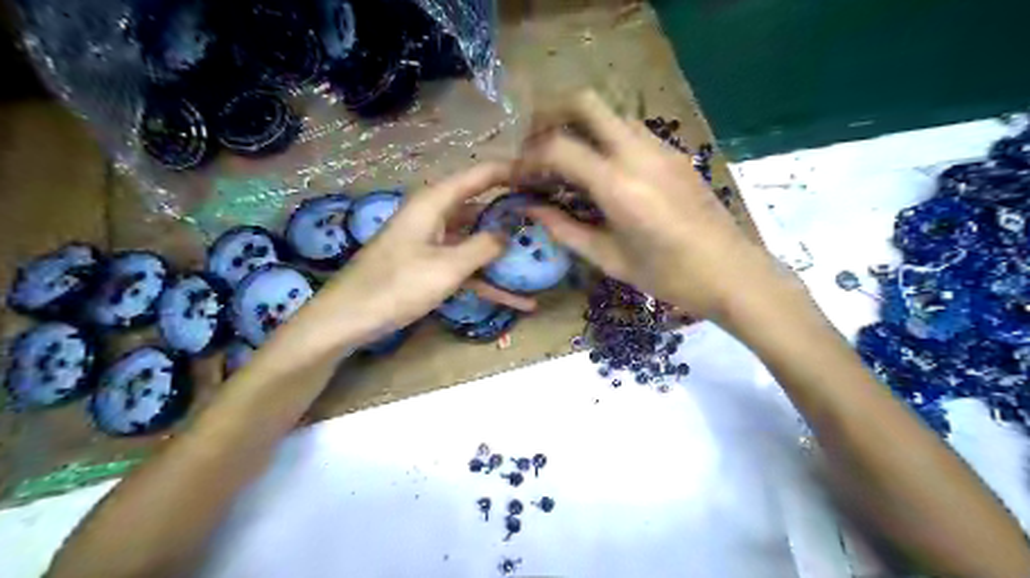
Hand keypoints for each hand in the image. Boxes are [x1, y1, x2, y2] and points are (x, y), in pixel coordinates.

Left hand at [319, 160, 535, 342]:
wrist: (350, 318)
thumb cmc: (397, 285)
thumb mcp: (447, 266)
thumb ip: (483, 246)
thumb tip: (510, 232)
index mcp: (435, 202)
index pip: (480, 174)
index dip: (511, 171)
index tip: (542, 175)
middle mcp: (436, 216)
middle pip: (482, 207)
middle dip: (514, 213)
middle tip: (549, 218)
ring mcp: (434, 243)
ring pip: (477, 241)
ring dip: (505, 253)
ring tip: (541, 257)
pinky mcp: (431, 267)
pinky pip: (467, 269)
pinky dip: (489, 282)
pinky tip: (518, 302)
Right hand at [515, 92, 794, 321]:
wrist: (732, 273)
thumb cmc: (668, 277)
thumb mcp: (610, 259)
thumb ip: (566, 230)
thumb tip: (531, 210)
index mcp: (618, 186)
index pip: (558, 147)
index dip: (529, 157)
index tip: (519, 176)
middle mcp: (638, 154)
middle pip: (585, 103)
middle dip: (552, 117)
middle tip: (538, 148)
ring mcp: (661, 149)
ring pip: (610, 114)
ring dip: (582, 127)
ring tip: (568, 162)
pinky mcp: (676, 154)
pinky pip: (632, 131)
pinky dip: (607, 139)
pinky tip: (604, 172)